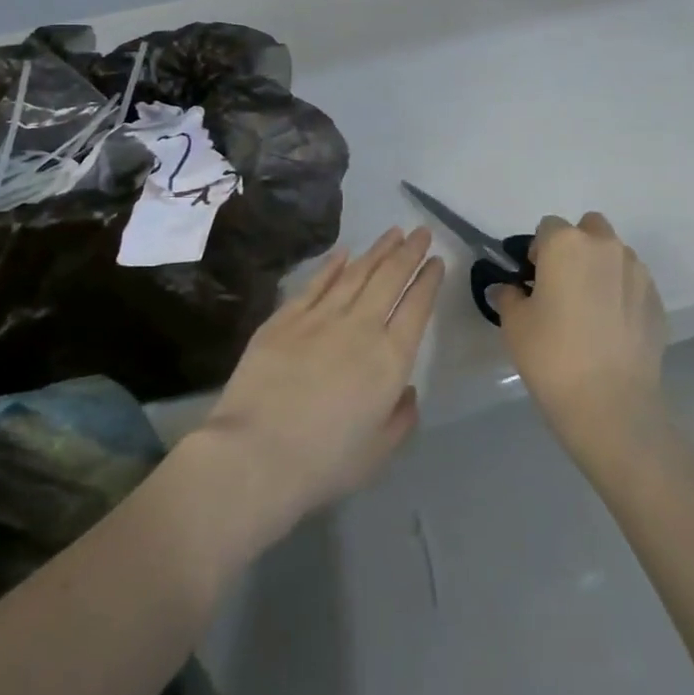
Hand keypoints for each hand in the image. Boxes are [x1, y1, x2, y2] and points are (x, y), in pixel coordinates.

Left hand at [193, 227, 441, 547]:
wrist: (257, 453)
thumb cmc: (324, 462)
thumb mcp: (379, 452)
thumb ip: (401, 418)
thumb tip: (407, 390)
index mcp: (390, 359)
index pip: (417, 307)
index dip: (428, 280)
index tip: (436, 260)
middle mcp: (360, 327)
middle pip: (390, 278)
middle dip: (409, 252)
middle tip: (421, 231)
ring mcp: (320, 317)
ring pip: (356, 273)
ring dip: (377, 250)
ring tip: (392, 232)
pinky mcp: (285, 317)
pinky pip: (316, 283)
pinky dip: (333, 264)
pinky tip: (344, 252)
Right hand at [492, 213, 667, 452]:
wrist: (611, 404)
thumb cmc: (552, 355)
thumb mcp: (514, 324)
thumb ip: (509, 296)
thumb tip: (510, 289)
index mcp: (566, 243)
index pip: (548, 227)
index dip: (538, 250)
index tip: (533, 280)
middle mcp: (605, 247)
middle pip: (588, 229)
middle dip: (576, 247)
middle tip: (563, 286)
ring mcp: (637, 272)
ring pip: (614, 255)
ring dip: (601, 269)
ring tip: (590, 310)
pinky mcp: (657, 300)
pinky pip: (633, 283)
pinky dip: (622, 294)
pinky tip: (611, 329)